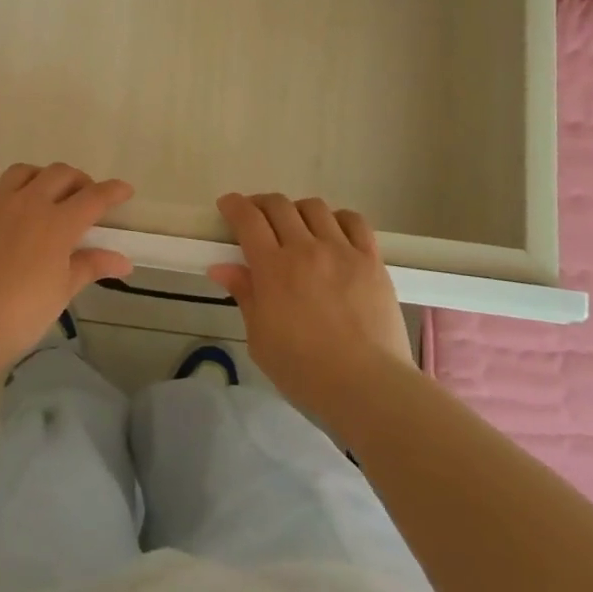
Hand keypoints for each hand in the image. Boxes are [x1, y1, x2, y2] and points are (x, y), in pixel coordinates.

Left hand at [0, 163, 134, 371]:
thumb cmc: (21, 314)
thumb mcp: (62, 291)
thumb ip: (91, 266)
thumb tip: (124, 261)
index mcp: (58, 223)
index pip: (94, 197)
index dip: (113, 191)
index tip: (124, 190)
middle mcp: (28, 202)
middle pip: (59, 175)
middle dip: (77, 180)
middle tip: (81, 195)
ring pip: (21, 171)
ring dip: (38, 176)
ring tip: (41, 190)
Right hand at [209, 193, 414, 419]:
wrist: (368, 387)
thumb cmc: (305, 371)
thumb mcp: (261, 339)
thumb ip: (244, 296)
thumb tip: (221, 267)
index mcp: (273, 268)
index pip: (248, 219)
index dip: (234, 205)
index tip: (227, 205)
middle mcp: (305, 249)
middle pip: (279, 206)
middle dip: (261, 204)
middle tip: (256, 217)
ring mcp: (341, 251)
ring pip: (314, 208)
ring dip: (297, 211)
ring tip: (296, 226)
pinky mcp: (371, 260)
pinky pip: (354, 222)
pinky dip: (338, 219)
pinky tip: (333, 232)